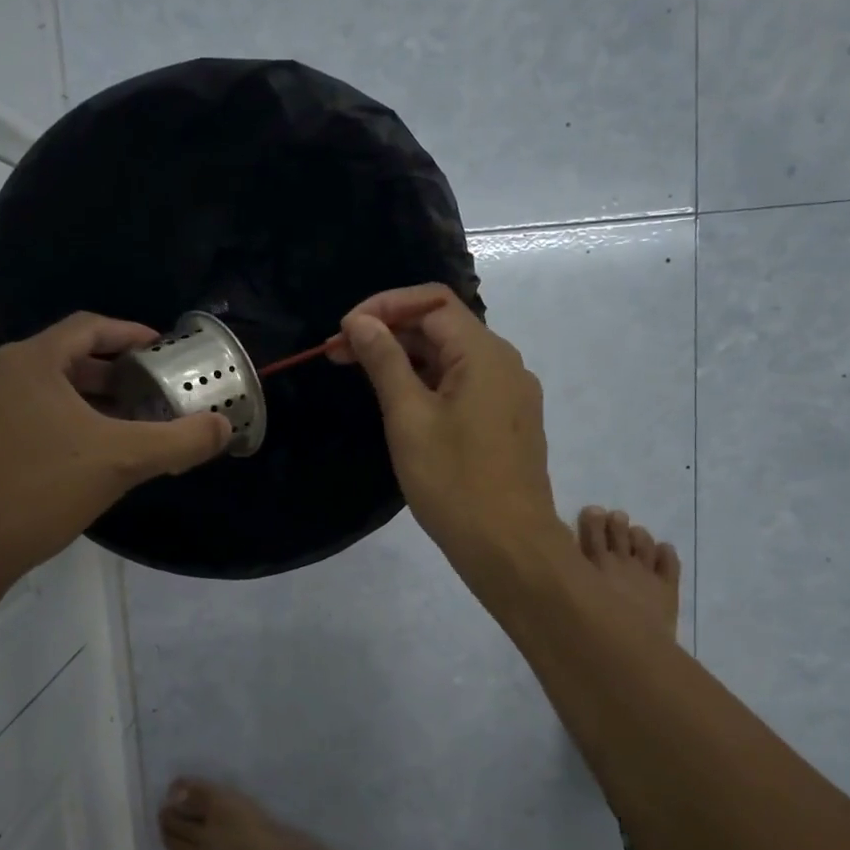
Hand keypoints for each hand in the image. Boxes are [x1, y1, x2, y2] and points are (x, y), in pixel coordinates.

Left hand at [0, 313, 229, 600]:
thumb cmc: (38, 490)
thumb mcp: (121, 462)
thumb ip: (179, 440)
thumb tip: (223, 427)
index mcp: (31, 362)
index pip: (88, 326)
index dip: (130, 332)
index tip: (162, 350)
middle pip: (67, 358)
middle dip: (114, 373)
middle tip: (151, 392)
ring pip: (45, 391)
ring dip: (89, 401)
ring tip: (126, 426)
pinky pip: (26, 418)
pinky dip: (62, 424)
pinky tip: (83, 459)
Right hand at [330, 285, 564, 582]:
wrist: (509, 547)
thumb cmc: (454, 481)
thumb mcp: (408, 418)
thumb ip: (385, 362)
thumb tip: (361, 323)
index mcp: (484, 354)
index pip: (432, 302)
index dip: (383, 306)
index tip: (344, 332)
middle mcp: (505, 364)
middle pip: (442, 327)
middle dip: (390, 333)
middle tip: (339, 355)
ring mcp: (510, 395)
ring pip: (452, 359)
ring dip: (406, 360)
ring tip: (362, 376)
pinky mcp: (507, 422)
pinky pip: (465, 386)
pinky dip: (429, 384)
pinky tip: (400, 403)